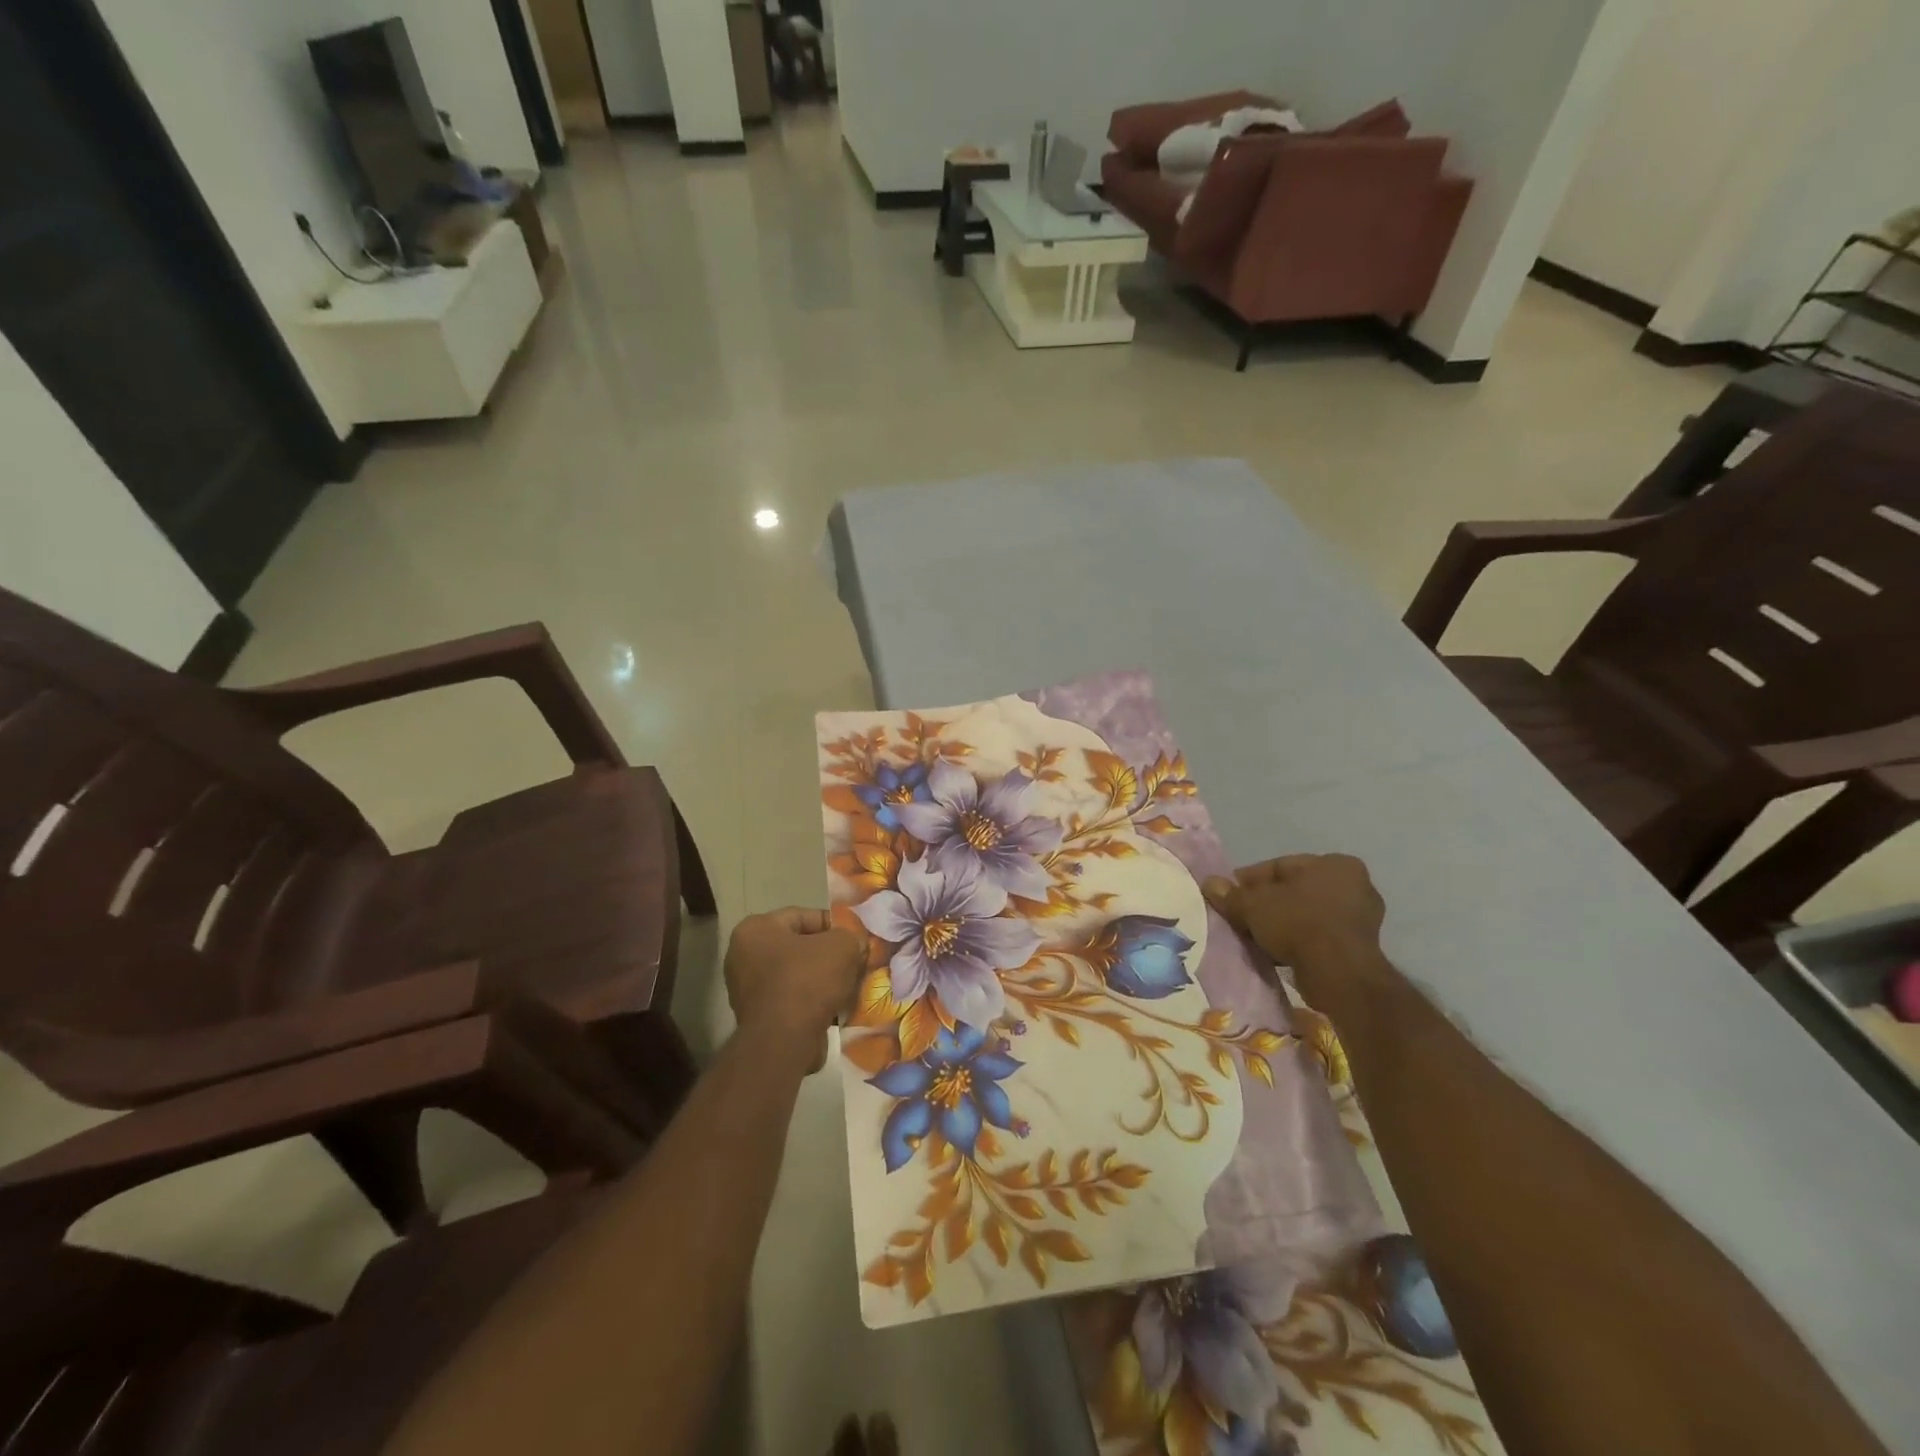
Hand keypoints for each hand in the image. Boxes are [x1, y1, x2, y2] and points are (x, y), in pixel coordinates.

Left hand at [724, 907, 863, 1070]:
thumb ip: (851, 937)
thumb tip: (855, 945)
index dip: (834, 926)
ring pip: (797, 975)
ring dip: (822, 980)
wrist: (784, 1042)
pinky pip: (791, 1000)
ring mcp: (746, 989)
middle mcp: (743, 956)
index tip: (854, 940)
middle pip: (798, 947)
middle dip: (828, 955)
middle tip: (854, 963)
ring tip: (848, 988)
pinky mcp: (756, 1018)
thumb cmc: (807, 981)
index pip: (802, 916)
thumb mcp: (842, 946)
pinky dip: (812, 1003)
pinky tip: (835, 1009)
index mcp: (755, 929)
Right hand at [1203, 854, 1385, 974]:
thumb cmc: (1298, 923)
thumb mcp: (1253, 905)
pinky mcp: (1361, 947)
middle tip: (1240, 916)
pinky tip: (1276, 952)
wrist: (1339, 973)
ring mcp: (1362, 918)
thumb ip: (1231, 894)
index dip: (1250, 880)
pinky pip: (1319, 936)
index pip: (1280, 866)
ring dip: (1281, 924)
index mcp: (1334, 864)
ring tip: (1255, 938)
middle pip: (1294, 891)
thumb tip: (1209, 883)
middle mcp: (1355, 885)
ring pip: (1306, 914)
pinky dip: (1298, 941)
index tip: (1230, 895)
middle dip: (1267, 903)